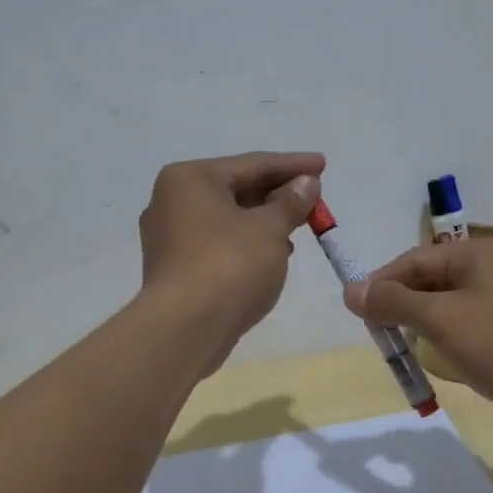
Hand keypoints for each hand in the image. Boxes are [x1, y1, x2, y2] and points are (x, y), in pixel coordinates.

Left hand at [139, 151, 322, 367]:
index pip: (252, 164)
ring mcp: (170, 237)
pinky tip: (275, 252)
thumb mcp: (269, 228)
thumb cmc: (229, 265)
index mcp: (190, 179)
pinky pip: (220, 243)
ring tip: (301, 224)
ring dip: (265, 220)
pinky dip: (248, 243)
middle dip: (278, 193)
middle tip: (315, 195)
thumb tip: (307, 183)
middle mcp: (172, 201)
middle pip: (237, 189)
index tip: (323, 164)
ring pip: (229, 219)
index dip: (293, 165)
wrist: (186, 328)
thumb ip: (291, 202)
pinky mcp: (176, 268)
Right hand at [344, 236, 492, 431]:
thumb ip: (394, 302)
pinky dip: (451, 337)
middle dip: (404, 306)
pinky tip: (446, 358)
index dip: (382, 284)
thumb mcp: (440, 320)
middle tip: (382, 336)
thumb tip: (351, 289)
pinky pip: (472, 323)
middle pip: (432, 279)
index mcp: (478, 252)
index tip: (358, 313)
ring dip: (426, 324)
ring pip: (451, 304)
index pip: (414, 259)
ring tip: (408, 349)